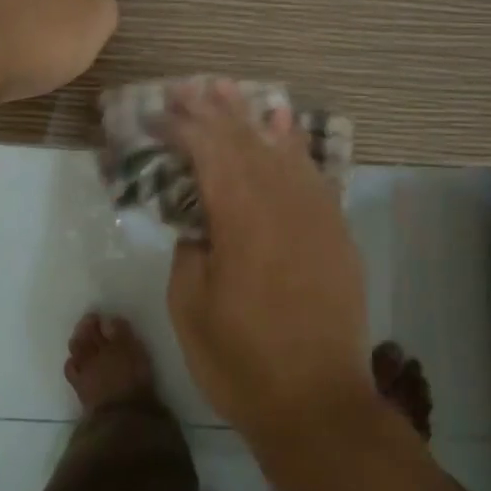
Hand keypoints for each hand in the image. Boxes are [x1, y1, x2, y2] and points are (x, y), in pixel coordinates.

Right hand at [164, 80, 376, 446]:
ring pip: (278, 147)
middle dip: (211, 110)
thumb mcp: (190, 306)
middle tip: (185, 86)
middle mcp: (280, 202)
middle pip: (242, 140)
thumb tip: (199, 218)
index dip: (181, 126)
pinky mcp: (334, 229)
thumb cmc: (241, 361)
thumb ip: (191, 247)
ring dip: (249, 116)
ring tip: (226, 88)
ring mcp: (314, 212)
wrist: (318, 404)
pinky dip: (293, 143)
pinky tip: (282, 122)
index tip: (156, 113)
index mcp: (239, 218)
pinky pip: (311, 171)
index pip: (207, 152)